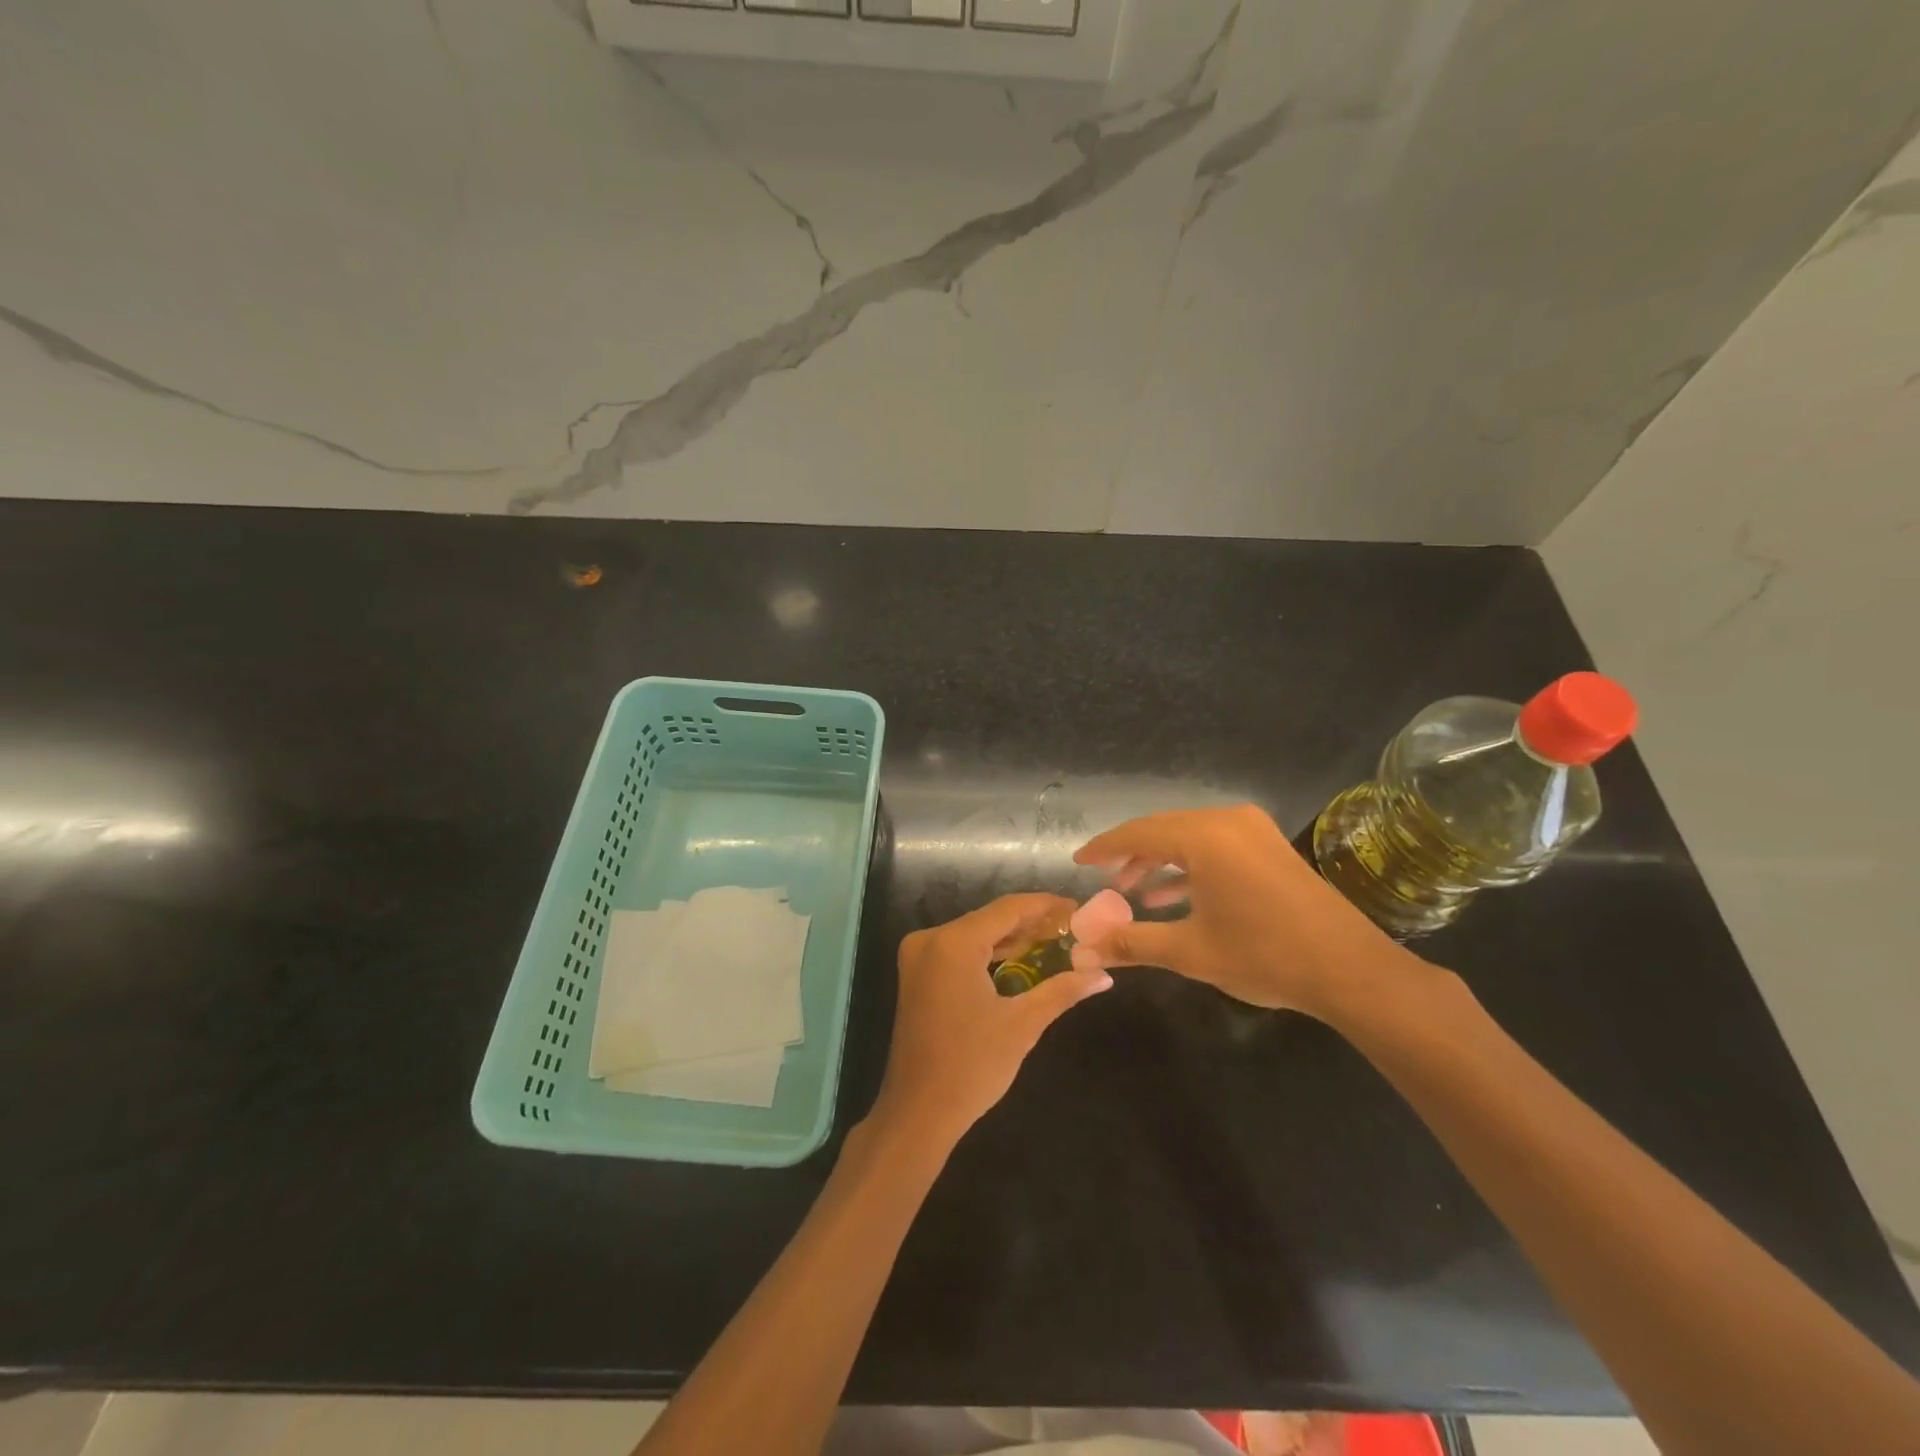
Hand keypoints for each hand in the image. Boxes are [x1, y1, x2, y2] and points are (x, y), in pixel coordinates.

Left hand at [872, 894, 1112, 1145]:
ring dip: (1011, 938)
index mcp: (953, 942)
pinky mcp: (917, 974)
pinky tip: (1020, 960)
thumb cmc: (972, 1067)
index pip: (1008, 909)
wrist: (917, 1113)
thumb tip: (1104, 976)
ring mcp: (919, 956)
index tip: (1079, 909)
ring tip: (1056, 942)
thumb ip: (1062, 991)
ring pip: (975, 934)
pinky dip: (988, 953)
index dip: (1046, 906)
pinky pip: (960, 950)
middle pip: (990, 919)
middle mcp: (931, 939)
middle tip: (1073, 929)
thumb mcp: (1023, 1025)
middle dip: (1031, 923)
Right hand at [1070, 805, 1416, 1021]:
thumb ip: (1131, 943)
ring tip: (1134, 893)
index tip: (1078, 861)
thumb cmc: (1263, 955)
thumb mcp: (1189, 951)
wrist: (1350, 971)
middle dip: (1131, 855)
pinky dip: (1190, 867)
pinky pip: (1215, 847)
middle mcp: (1227, 821)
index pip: (1138, 833)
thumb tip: (1081, 951)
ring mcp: (1253, 831)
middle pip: (1163, 830)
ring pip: (1189, 838)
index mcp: (1204, 837)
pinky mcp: (1270, 848)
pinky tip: (1174, 897)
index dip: (1104, 848)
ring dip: (1160, 862)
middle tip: (1104, 879)